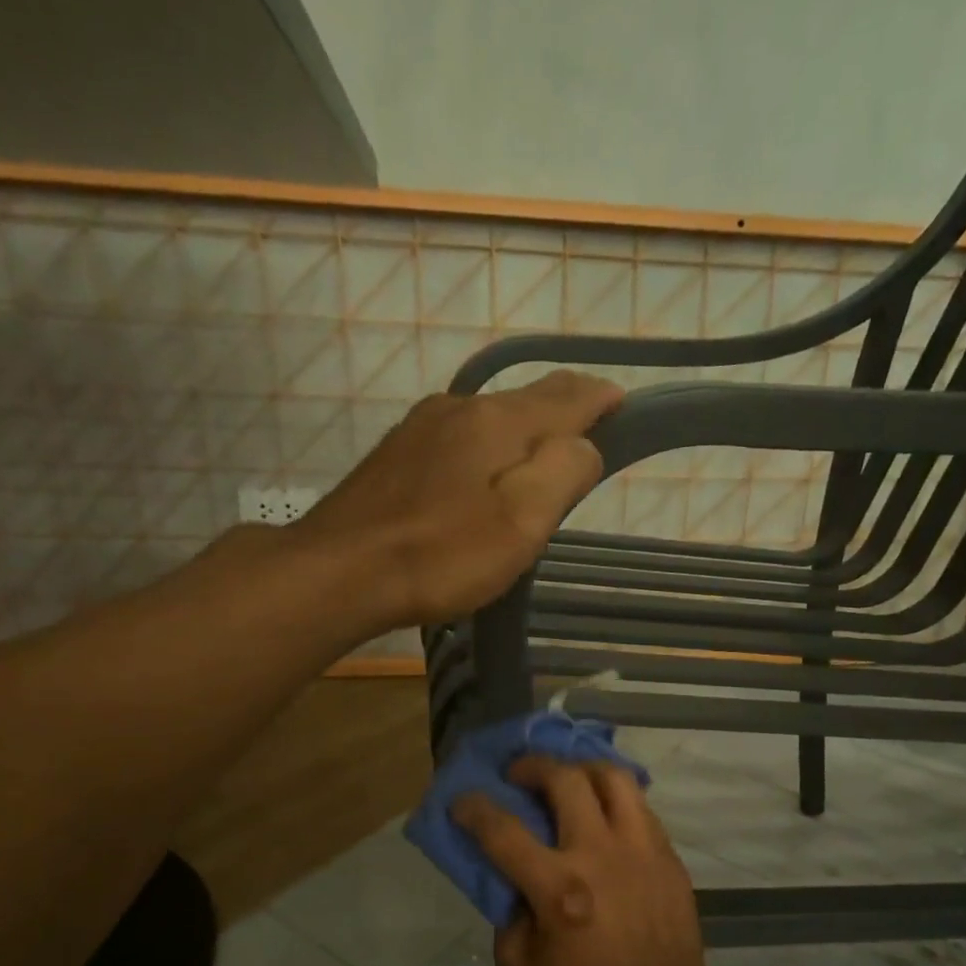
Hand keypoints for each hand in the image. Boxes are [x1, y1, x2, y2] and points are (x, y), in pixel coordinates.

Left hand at [295, 371, 620, 625]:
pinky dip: (484, 452)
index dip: (603, 399)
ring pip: (489, 419)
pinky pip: (458, 440)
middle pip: (527, 401)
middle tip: (587, 446)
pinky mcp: (395, 455)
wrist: (338, 572)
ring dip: (521, 434)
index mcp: (498, 419)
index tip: (626, 409)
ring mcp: (420, 428)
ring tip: (537, 466)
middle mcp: (460, 407)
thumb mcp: (521, 520)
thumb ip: (564, 471)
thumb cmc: (440, 553)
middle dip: (563, 416)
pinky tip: (479, 481)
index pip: (568, 393)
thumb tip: (584, 444)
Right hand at [452, 756, 723, 965]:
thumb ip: (508, 918)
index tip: (463, 800)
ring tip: (568, 779)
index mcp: (559, 891)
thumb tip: (512, 881)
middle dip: (532, 766)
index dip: (475, 809)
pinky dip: (614, 798)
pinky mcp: (667, 856)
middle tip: (519, 774)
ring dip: (581, 769)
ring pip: (613, 777)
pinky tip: (602, 812)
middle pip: (564, 781)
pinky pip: (639, 805)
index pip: (504, 832)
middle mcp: (600, 857)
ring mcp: (640, 850)